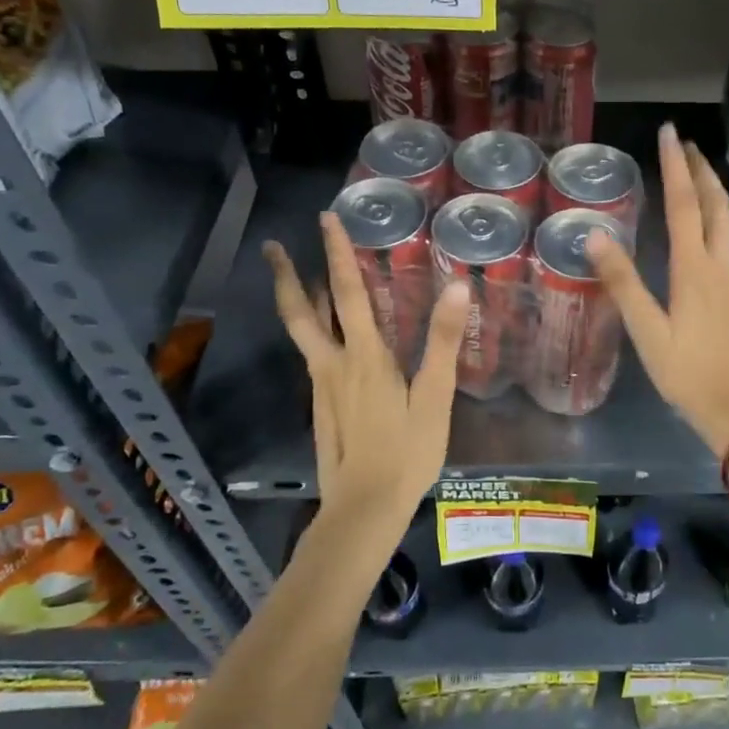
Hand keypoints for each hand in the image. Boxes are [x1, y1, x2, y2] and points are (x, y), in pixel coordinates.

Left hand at [265, 212, 469, 522]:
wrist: (363, 509)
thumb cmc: (406, 452)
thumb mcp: (434, 398)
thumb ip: (442, 342)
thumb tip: (456, 286)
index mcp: (363, 357)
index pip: (349, 293)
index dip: (337, 254)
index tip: (325, 219)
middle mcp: (333, 365)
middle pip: (302, 312)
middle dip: (286, 276)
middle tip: (272, 246)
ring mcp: (322, 387)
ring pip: (304, 333)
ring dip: (299, 300)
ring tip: (295, 276)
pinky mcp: (321, 407)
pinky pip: (314, 355)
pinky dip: (314, 330)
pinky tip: (329, 336)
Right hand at [584, 123, 728, 456]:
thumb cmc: (684, 370)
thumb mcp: (646, 329)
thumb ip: (623, 282)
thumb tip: (595, 235)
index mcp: (694, 268)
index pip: (684, 204)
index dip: (675, 166)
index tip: (669, 132)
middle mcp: (715, 263)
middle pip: (713, 203)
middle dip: (699, 169)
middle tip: (683, 142)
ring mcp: (726, 276)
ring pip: (722, 218)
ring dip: (708, 188)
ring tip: (693, 169)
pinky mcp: (728, 290)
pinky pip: (721, 236)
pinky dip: (710, 212)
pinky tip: (700, 220)